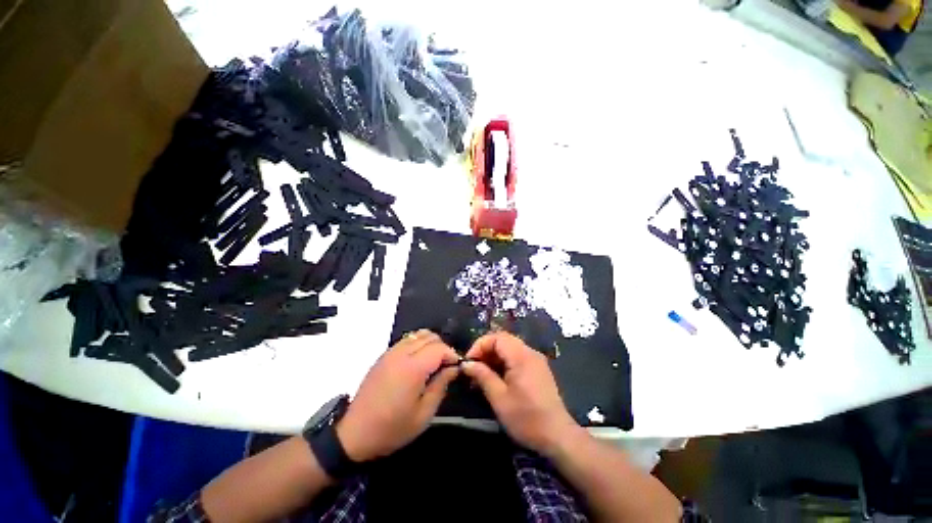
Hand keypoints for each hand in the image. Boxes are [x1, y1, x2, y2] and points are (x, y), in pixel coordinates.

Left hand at [336, 330, 459, 461]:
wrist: (354, 434)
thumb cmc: (392, 429)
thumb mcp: (423, 415)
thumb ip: (441, 386)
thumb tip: (453, 368)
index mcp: (413, 368)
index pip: (439, 348)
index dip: (452, 354)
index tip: (456, 367)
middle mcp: (401, 354)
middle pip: (430, 337)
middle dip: (443, 348)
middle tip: (446, 366)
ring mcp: (390, 352)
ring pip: (418, 334)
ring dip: (430, 344)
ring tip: (433, 363)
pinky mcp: (383, 355)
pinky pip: (407, 340)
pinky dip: (418, 344)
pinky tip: (418, 362)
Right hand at [462, 332, 578, 456]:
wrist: (558, 436)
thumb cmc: (526, 418)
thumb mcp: (499, 398)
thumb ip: (482, 376)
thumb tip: (466, 364)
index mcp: (521, 356)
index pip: (496, 337)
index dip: (480, 345)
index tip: (468, 362)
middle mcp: (530, 352)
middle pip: (503, 340)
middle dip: (485, 351)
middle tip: (473, 368)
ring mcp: (536, 360)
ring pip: (509, 348)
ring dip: (494, 357)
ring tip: (482, 375)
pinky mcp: (538, 369)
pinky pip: (517, 357)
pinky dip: (504, 363)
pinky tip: (497, 378)